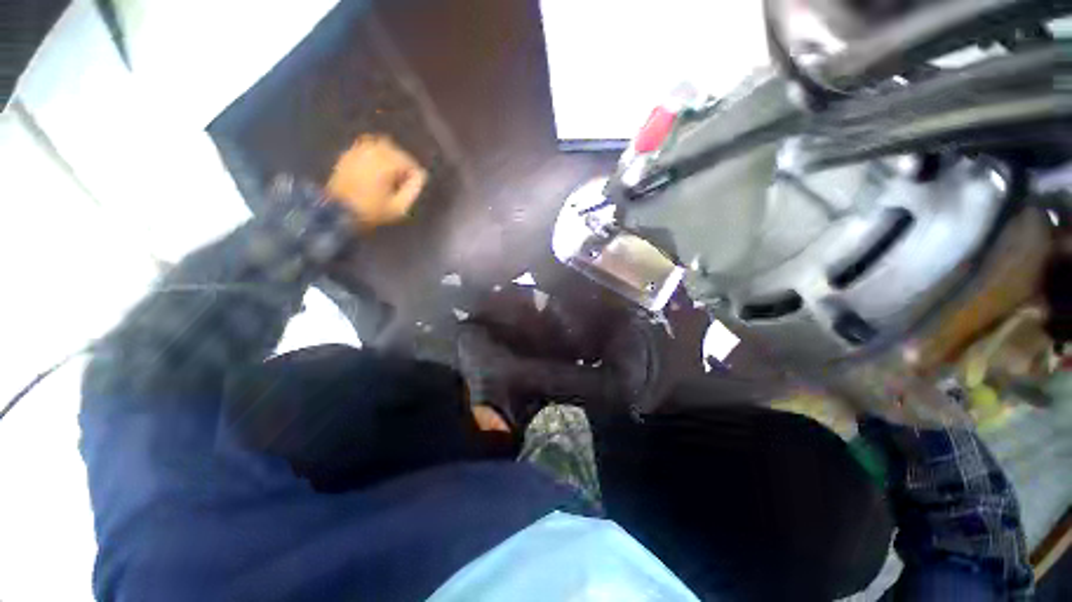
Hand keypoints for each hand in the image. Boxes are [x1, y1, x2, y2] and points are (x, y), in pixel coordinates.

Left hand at [325, 134, 427, 229]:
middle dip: (403, 166)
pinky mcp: (348, 153)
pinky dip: (375, 156)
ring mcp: (358, 149)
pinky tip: (375, 171)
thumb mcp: (399, 207)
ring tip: (389, 175)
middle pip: (398, 152)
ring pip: (383, 146)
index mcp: (387, 162)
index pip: (411, 163)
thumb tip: (420, 177)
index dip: (413, 177)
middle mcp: (373, 150)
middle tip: (401, 182)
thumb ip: (413, 190)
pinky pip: (367, 147)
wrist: (337, 210)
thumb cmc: (372, 210)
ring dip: (390, 159)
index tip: (409, 190)